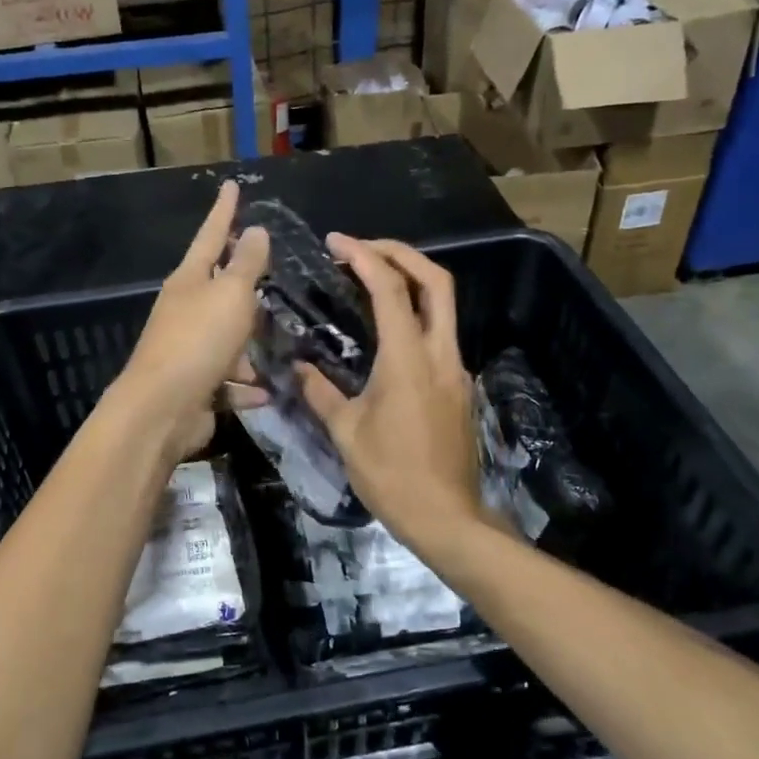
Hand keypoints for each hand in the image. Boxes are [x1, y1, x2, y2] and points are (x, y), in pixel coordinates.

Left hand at [114, 180, 270, 458]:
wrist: (162, 410)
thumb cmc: (199, 341)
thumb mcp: (230, 295)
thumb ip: (246, 264)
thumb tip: (254, 230)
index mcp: (190, 281)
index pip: (211, 235)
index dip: (224, 211)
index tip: (232, 185)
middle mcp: (185, 311)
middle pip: (218, 289)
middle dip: (242, 284)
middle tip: (268, 273)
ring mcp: (188, 350)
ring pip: (226, 339)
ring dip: (249, 346)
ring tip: (279, 347)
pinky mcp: (195, 386)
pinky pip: (228, 381)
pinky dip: (246, 385)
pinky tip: (266, 390)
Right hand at [296, 236, 481, 543]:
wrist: (448, 518)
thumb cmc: (392, 475)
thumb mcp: (346, 433)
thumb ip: (320, 391)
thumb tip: (298, 366)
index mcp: (408, 359)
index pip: (390, 289)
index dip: (363, 256)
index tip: (336, 241)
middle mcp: (440, 354)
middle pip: (436, 281)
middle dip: (401, 253)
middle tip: (363, 248)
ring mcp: (456, 369)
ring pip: (443, 306)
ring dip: (411, 281)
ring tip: (371, 279)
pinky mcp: (459, 386)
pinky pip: (440, 335)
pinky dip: (415, 315)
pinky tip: (387, 333)